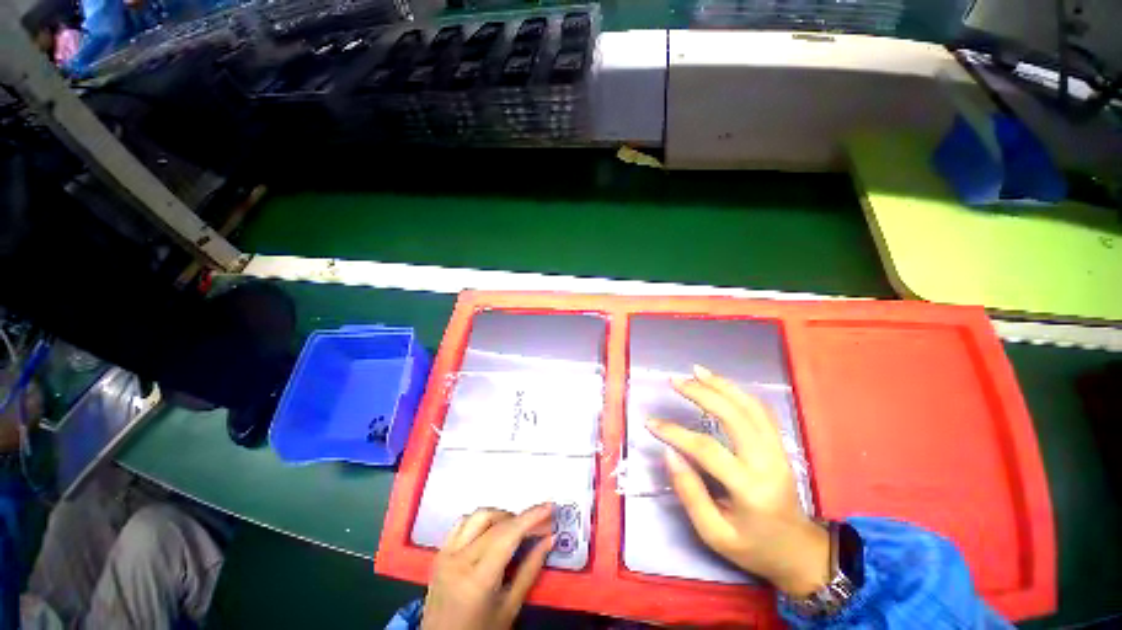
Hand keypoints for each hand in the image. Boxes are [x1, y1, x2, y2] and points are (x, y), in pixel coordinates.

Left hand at [422, 504, 554, 629]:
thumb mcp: (509, 608)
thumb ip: (530, 570)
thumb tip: (549, 539)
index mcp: (477, 579)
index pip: (508, 535)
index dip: (531, 517)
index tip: (550, 506)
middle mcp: (459, 560)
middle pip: (496, 523)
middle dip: (522, 518)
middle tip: (539, 524)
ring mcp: (446, 554)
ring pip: (478, 516)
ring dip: (501, 516)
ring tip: (515, 529)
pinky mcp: (439, 553)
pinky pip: (461, 523)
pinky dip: (480, 520)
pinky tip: (491, 530)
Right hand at [646, 365, 829, 597]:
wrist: (799, 552)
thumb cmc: (754, 547)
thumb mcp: (715, 534)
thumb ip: (690, 493)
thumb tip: (669, 453)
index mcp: (750, 489)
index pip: (706, 450)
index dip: (675, 432)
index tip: (651, 422)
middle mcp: (767, 462)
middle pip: (733, 415)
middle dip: (701, 393)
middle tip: (675, 380)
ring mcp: (778, 450)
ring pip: (750, 406)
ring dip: (721, 384)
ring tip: (696, 371)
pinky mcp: (781, 445)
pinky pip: (760, 410)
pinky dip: (738, 392)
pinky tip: (720, 384)